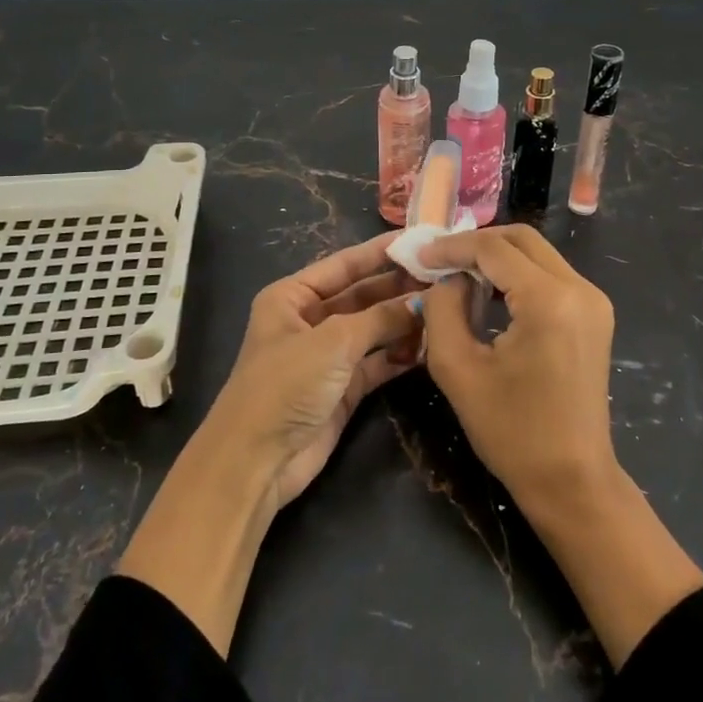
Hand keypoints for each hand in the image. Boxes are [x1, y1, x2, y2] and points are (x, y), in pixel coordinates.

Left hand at [206, 232, 422, 507]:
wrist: (256, 461)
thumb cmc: (285, 385)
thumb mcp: (333, 341)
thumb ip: (381, 317)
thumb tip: (425, 300)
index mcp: (292, 297)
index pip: (344, 264)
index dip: (380, 252)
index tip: (419, 240)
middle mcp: (310, 320)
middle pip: (362, 295)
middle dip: (399, 286)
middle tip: (444, 275)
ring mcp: (328, 356)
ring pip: (374, 328)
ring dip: (404, 320)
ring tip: (446, 306)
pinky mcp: (344, 388)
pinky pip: (378, 361)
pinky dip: (401, 353)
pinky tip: (431, 343)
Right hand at [419, 225, 702, 667]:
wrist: (573, 482)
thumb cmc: (512, 432)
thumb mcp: (458, 369)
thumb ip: (442, 309)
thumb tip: (447, 278)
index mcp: (549, 300)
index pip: (493, 249)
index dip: (452, 247)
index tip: (419, 256)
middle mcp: (579, 288)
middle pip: (521, 239)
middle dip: (476, 243)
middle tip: (439, 260)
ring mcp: (593, 300)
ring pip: (537, 253)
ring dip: (497, 257)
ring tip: (458, 275)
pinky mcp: (594, 315)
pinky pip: (550, 275)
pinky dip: (517, 274)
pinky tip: (489, 294)